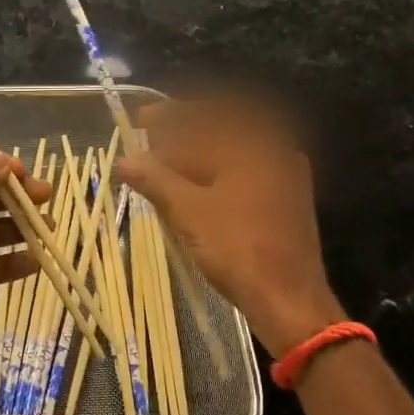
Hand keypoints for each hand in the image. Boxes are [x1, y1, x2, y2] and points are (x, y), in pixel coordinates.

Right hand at [117, 99, 342, 357]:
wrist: (289, 300)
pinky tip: (194, 190)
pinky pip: (246, 172)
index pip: (207, 114)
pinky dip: (217, 174)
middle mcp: (276, 150)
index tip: (141, 120)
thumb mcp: (188, 211)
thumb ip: (155, 179)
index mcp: (255, 144)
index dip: (169, 115)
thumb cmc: (237, 248)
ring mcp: (286, 176)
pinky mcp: (287, 201)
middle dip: (183, 135)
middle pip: (222, 131)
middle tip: (150, 143)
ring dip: (198, 156)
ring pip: (234, 154)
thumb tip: (124, 160)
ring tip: (164, 168)